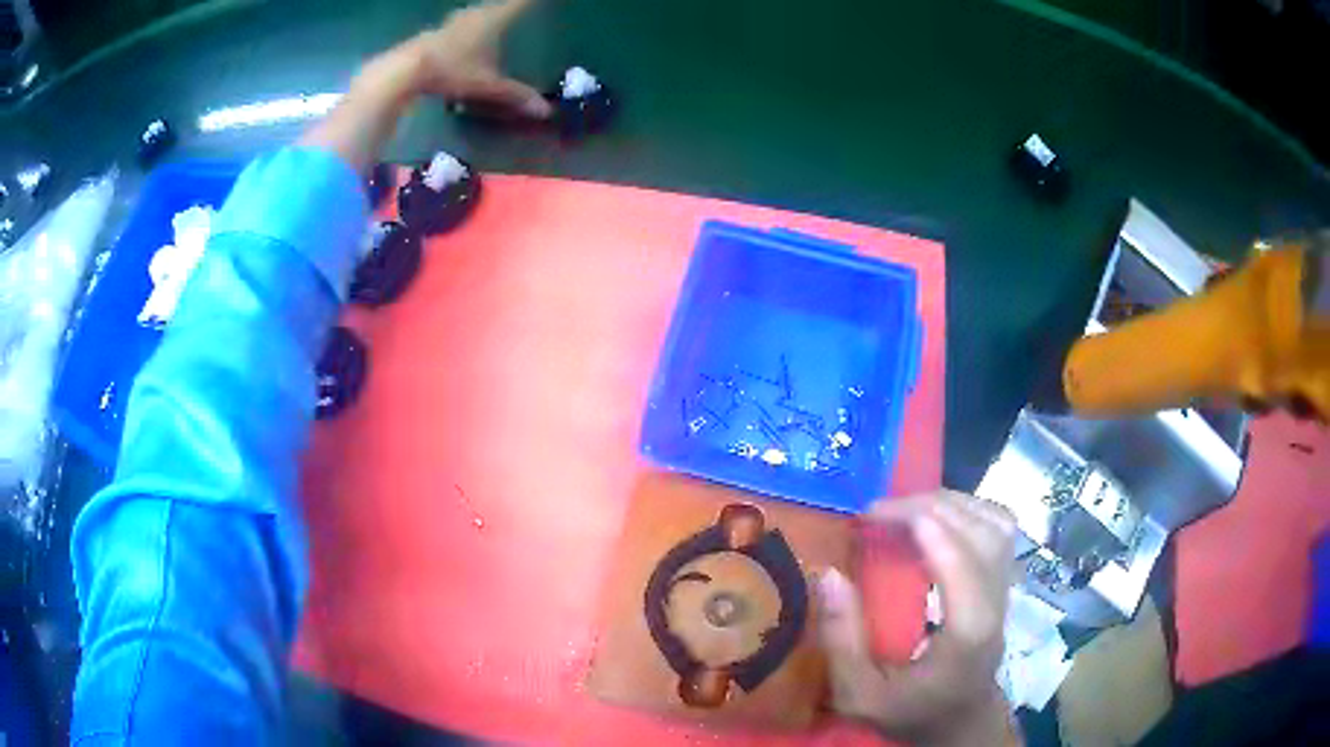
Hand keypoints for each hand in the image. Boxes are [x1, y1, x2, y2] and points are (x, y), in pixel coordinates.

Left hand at [406, 0, 551, 118]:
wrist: (405, 70)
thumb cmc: (452, 70)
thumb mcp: (486, 85)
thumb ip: (515, 95)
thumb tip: (546, 110)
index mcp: (493, 19)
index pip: (520, 2)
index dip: (530, 1)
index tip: (540, 0)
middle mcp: (475, 13)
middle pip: (498, 4)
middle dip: (509, 5)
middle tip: (519, 7)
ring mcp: (454, 21)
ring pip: (478, 12)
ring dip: (487, 14)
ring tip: (495, 18)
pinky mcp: (437, 31)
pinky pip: (462, 23)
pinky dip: (470, 25)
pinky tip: (466, 36)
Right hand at [817, 491, 1019, 746]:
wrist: (959, 721)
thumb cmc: (910, 711)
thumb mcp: (860, 694)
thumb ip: (843, 641)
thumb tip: (828, 573)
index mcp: (967, 630)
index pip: (958, 556)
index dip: (918, 523)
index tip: (869, 516)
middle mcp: (995, 601)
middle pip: (978, 529)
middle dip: (929, 506)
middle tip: (879, 511)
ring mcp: (1006, 589)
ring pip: (995, 522)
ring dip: (952, 503)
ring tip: (907, 508)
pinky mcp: (1005, 582)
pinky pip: (1000, 529)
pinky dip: (970, 510)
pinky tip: (940, 517)